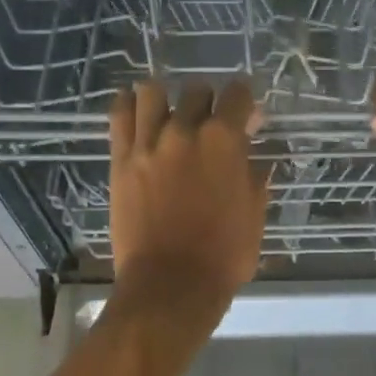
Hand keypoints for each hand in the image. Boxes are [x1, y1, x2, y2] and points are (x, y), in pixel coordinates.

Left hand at [109, 79, 267, 315]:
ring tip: (168, 115)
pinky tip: (135, 110)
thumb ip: (255, 173)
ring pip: (152, 91)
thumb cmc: (223, 254)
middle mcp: (185, 130)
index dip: (244, 100)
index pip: (237, 94)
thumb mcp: (255, 213)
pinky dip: (128, 105)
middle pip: (196, 90)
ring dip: (165, 98)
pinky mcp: (121, 159)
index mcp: (224, 141)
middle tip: (208, 123)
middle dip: (208, 101)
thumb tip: (255, 152)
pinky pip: (119, 114)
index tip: (245, 113)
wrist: (170, 285)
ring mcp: (149, 142)